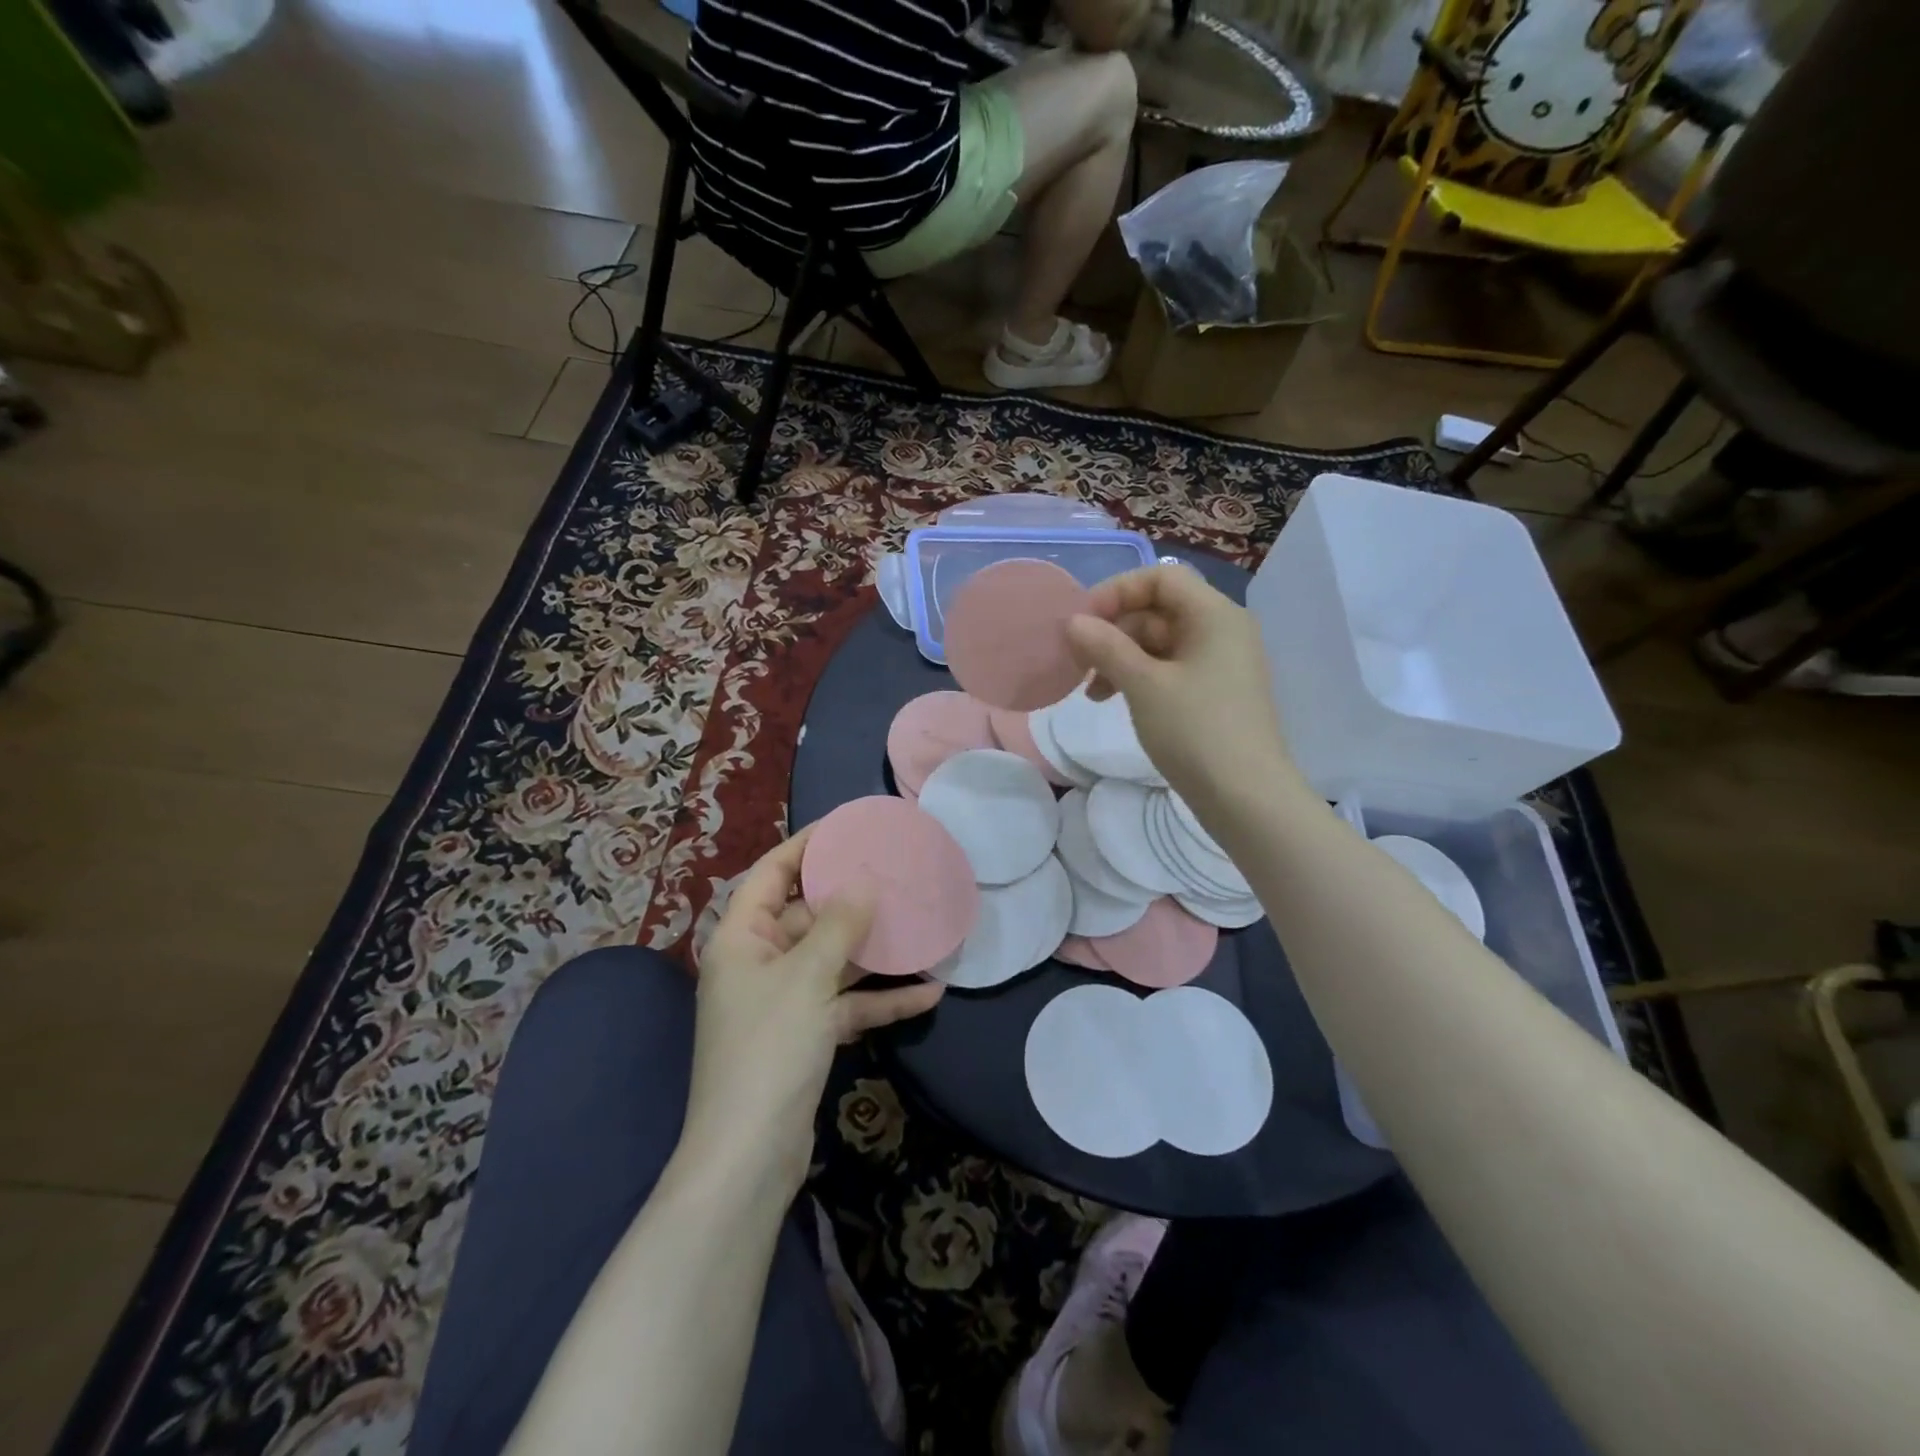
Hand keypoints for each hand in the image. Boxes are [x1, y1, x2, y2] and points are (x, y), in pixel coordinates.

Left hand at [680, 830, 944, 1196]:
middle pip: (807, 915)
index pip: (770, 873)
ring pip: (833, 961)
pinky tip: (930, 992)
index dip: (806, 845)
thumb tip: (864, 883)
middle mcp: (759, 963)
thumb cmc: (768, 1050)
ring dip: (875, 951)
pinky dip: (881, 1000)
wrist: (749, 1157)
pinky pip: (846, 1005)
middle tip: (895, 872)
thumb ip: (839, 926)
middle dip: (851, 899)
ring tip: (921, 925)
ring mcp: (783, 1001)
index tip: (848, 827)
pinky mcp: (805, 1036)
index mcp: (741, 939)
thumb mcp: (807, 978)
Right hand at [1066, 564, 1306, 812]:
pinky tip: (1112, 701)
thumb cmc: (1196, 731)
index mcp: (1214, 615)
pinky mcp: (1214, 693)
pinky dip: (1139, 678)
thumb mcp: (1143, 685)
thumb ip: (1106, 647)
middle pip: (1158, 609)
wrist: (1246, 798)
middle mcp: (1222, 630)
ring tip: (1089, 692)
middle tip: (1077, 661)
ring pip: (1160, 643)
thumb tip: (1073, 622)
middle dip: (1114, 630)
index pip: (1161, 577)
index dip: (1117, 592)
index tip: (1081, 623)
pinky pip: (1170, 669)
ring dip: (1120, 658)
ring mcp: (1220, 663)